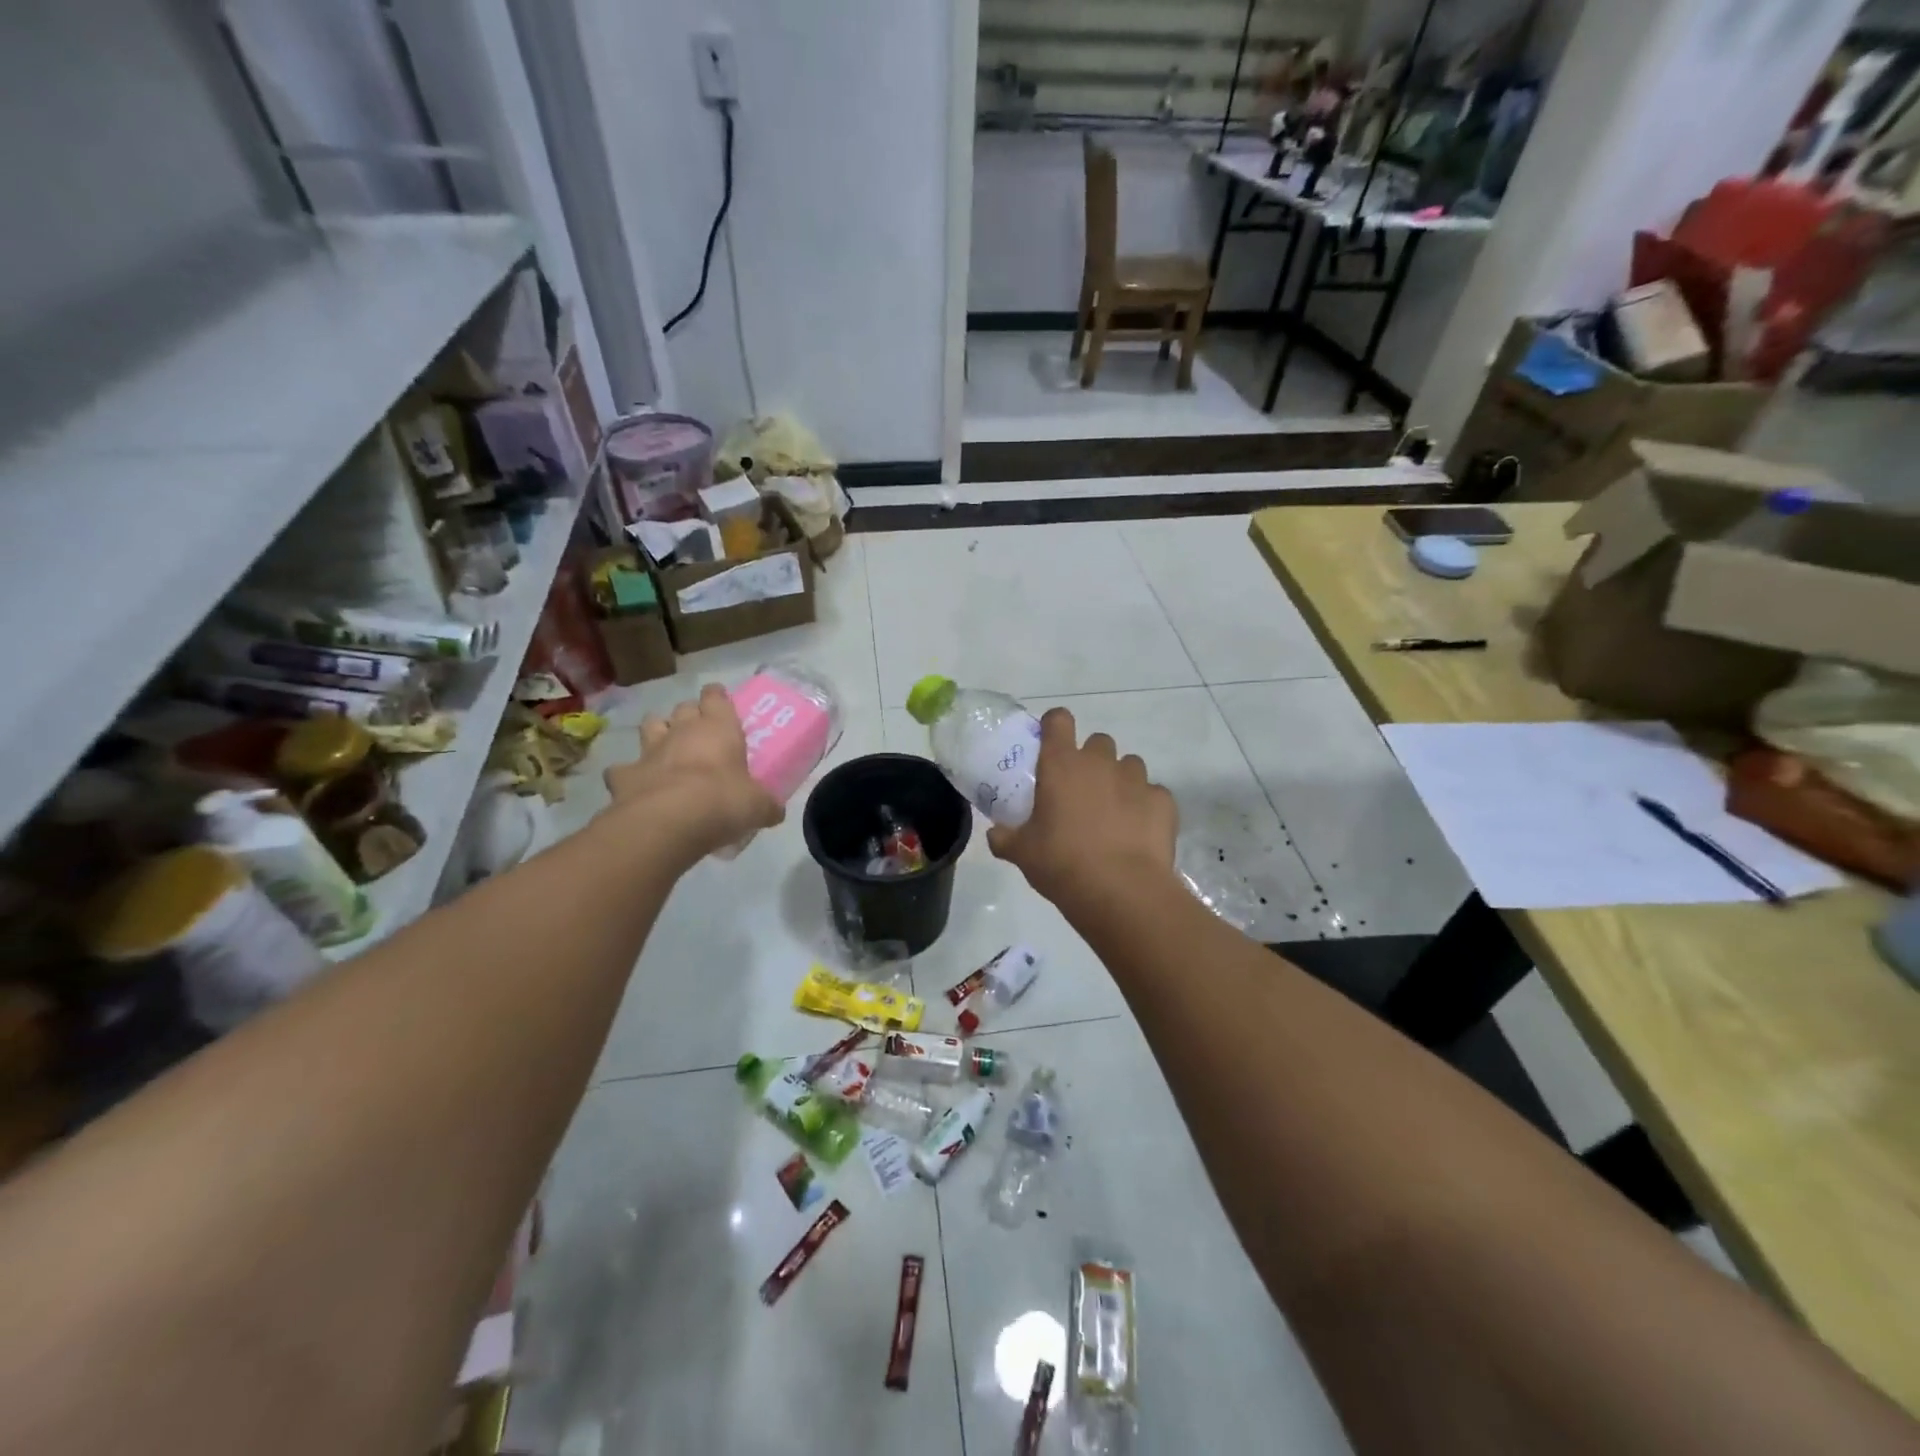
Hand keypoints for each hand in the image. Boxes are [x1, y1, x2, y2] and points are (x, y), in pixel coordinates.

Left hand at [603, 684, 784, 858]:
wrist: (668, 822)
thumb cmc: (722, 801)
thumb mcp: (757, 806)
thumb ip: (766, 805)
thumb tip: (775, 812)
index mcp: (718, 728)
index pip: (716, 697)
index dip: (718, 697)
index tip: (720, 701)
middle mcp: (682, 731)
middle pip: (683, 708)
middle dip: (689, 715)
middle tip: (699, 731)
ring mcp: (649, 751)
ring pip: (650, 725)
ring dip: (657, 732)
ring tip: (665, 748)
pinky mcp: (623, 775)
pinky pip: (622, 769)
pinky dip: (628, 775)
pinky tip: (636, 786)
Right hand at [986, 706, 1177, 907]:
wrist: (1120, 891)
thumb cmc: (1062, 864)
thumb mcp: (1022, 853)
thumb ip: (1005, 837)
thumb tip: (995, 834)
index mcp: (1061, 765)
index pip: (1058, 720)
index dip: (1055, 726)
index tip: (1051, 745)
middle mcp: (1100, 762)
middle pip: (1098, 742)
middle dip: (1092, 760)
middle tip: (1082, 792)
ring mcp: (1136, 779)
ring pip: (1129, 765)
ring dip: (1120, 781)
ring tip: (1113, 814)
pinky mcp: (1163, 801)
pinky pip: (1153, 794)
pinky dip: (1146, 807)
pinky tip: (1138, 832)